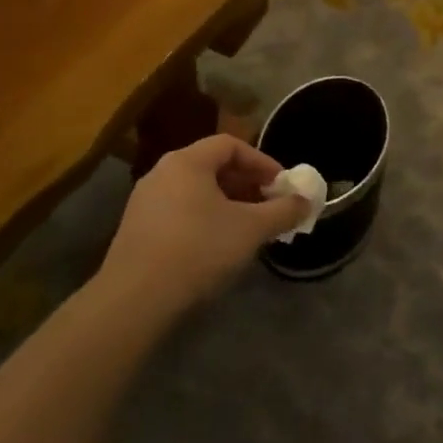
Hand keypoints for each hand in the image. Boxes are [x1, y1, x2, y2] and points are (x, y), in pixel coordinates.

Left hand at [95, 135, 308, 318]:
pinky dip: (205, 218)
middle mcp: (162, 172)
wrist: (136, 298)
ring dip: (227, 203)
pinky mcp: (137, 229)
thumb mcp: (251, 228)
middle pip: (212, 166)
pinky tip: (217, 246)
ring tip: (248, 228)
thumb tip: (307, 201)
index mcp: (187, 162)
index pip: (230, 144)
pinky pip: (180, 211)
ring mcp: (144, 201)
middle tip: (269, 206)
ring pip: (196, 191)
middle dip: (247, 184)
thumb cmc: (198, 249)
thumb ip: (283, 211)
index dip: (261, 162)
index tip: (281, 185)